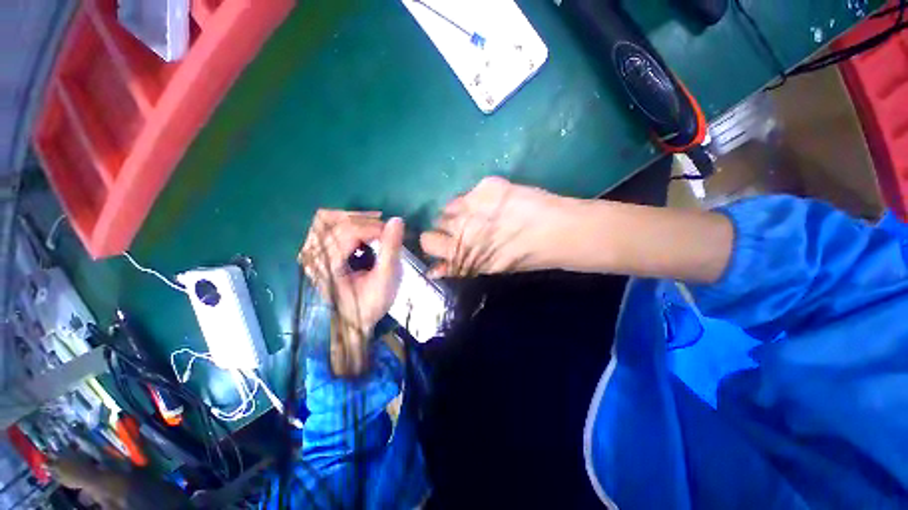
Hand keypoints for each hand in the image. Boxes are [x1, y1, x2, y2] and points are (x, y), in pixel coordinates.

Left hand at [299, 210, 403, 375]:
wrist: (355, 321)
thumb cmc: (371, 303)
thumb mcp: (386, 278)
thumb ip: (391, 249)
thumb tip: (397, 220)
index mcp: (328, 266)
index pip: (348, 232)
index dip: (373, 227)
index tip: (393, 232)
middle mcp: (313, 257)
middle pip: (333, 221)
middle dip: (364, 220)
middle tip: (385, 228)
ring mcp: (312, 254)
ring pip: (326, 220)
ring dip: (353, 219)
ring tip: (375, 226)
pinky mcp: (317, 253)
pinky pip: (327, 227)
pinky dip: (346, 224)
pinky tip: (363, 232)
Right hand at [420, 176, 571, 276]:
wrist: (558, 233)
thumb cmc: (524, 258)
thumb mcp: (488, 269)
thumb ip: (458, 268)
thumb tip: (434, 271)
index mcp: (461, 251)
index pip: (427, 243)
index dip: (433, 242)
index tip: (442, 241)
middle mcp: (461, 226)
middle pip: (436, 221)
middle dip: (446, 226)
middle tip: (465, 228)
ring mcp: (473, 204)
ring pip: (450, 204)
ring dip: (460, 211)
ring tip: (480, 213)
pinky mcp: (487, 186)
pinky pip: (470, 192)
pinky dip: (477, 198)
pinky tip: (495, 203)